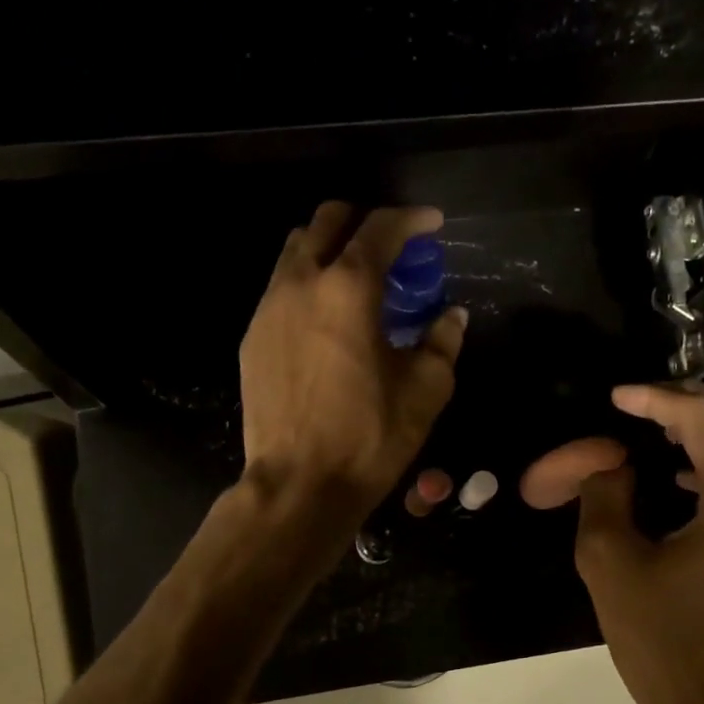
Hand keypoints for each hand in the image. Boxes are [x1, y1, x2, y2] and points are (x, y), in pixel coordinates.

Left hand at [240, 202, 466, 521]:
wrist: (299, 485)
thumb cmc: (369, 437)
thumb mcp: (426, 390)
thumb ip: (443, 342)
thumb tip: (451, 316)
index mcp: (348, 288)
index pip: (380, 228)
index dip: (411, 219)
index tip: (431, 225)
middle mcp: (300, 283)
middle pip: (327, 221)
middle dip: (363, 221)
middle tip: (391, 247)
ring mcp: (268, 309)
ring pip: (295, 251)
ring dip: (329, 250)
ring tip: (357, 281)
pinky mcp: (252, 337)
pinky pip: (279, 289)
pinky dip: (307, 285)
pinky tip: (326, 320)